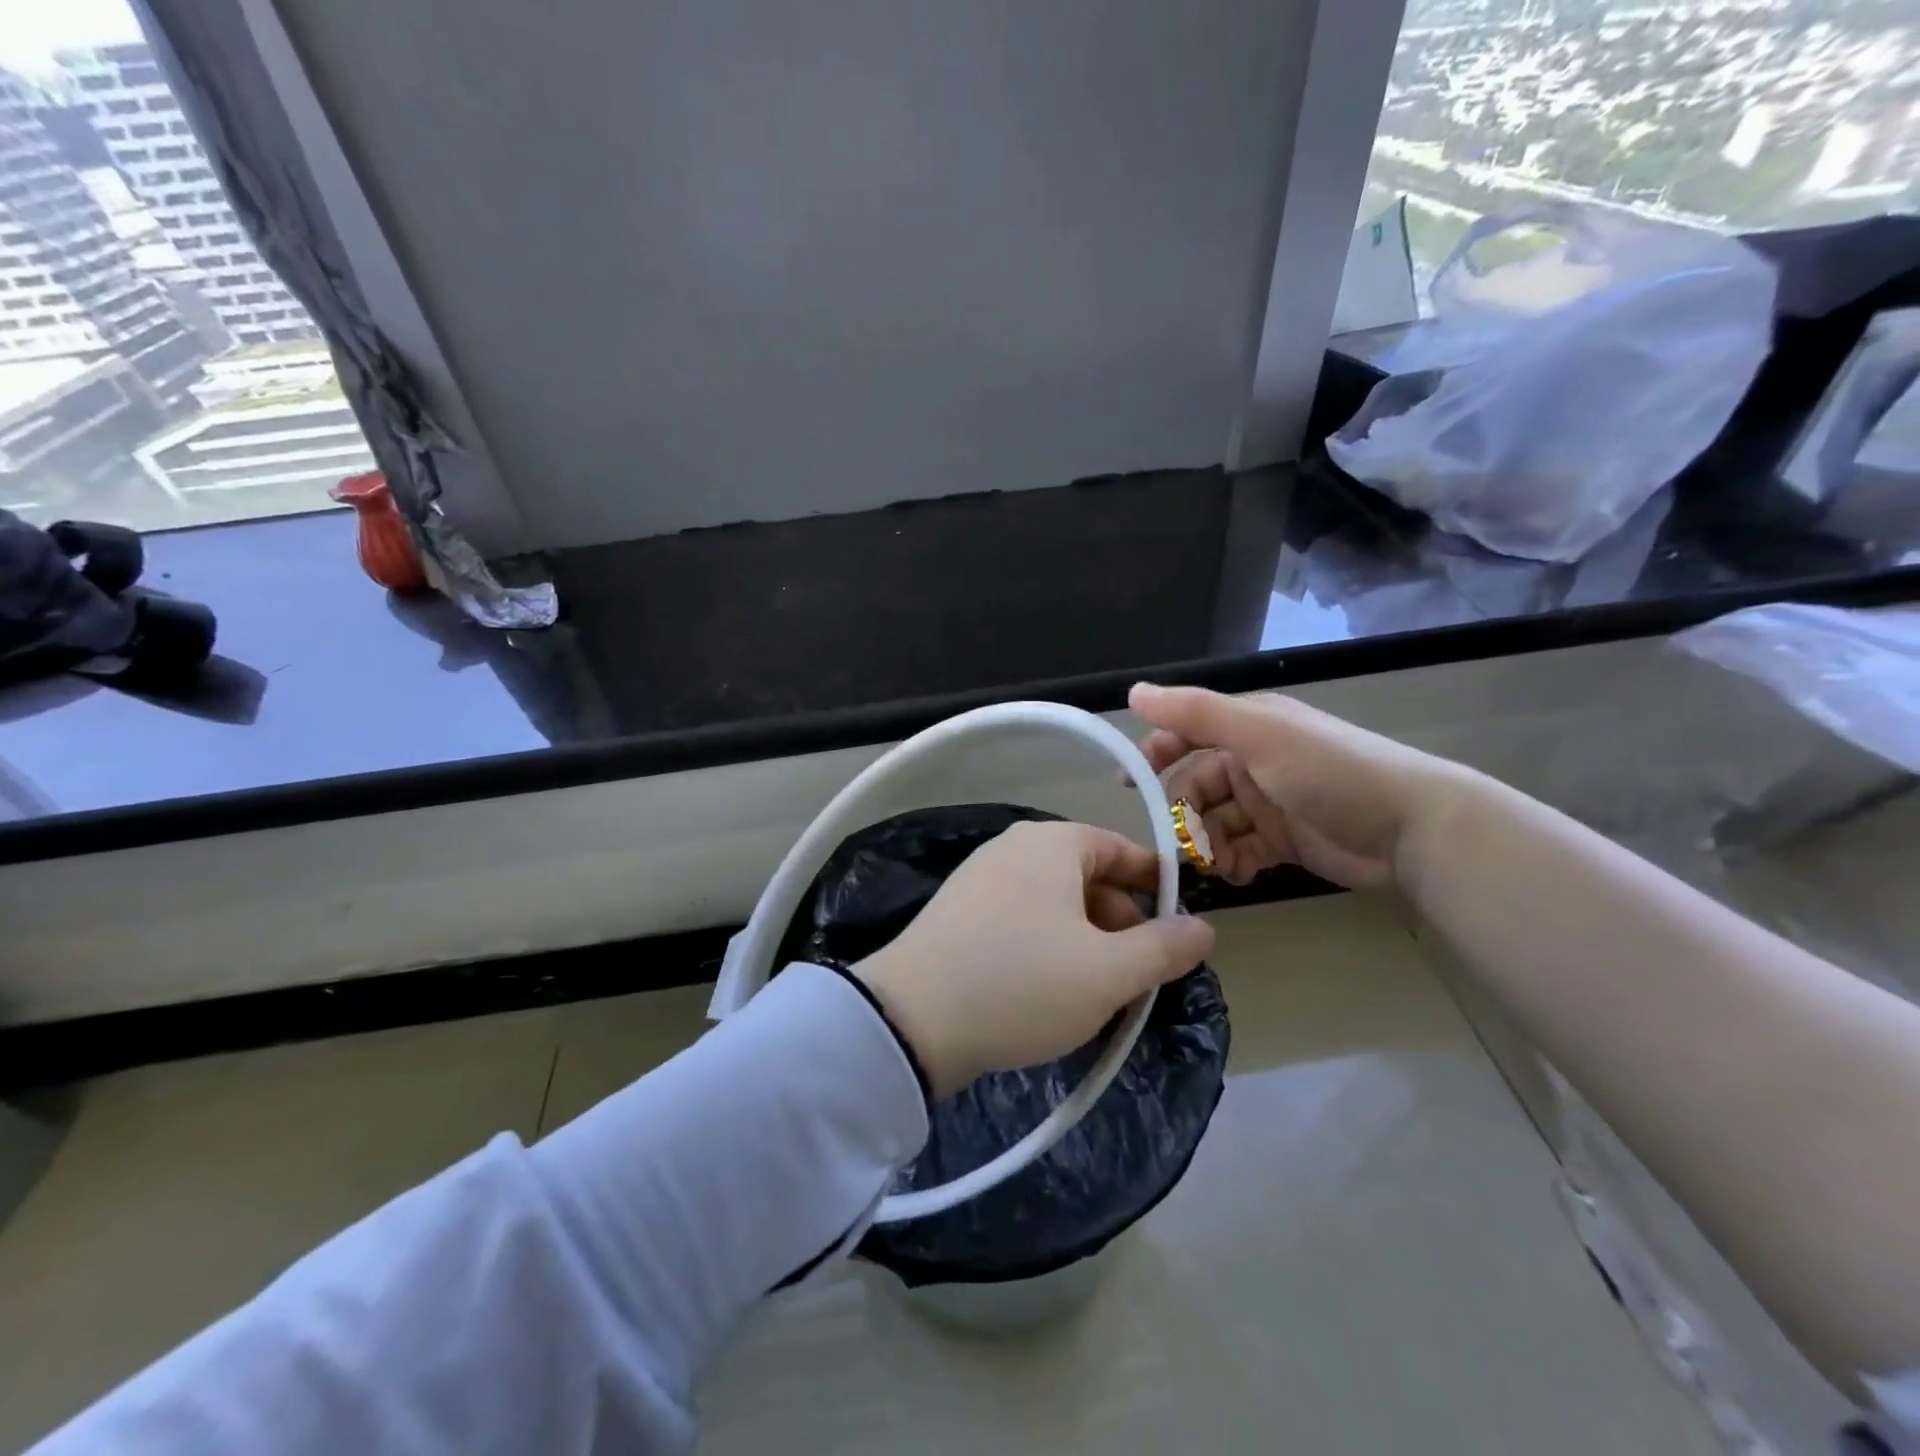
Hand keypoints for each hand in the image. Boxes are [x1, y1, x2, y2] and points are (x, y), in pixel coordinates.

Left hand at [854, 821, 1214, 1098]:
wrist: (912, 1019)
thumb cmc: (1023, 982)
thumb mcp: (1109, 972)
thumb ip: (1164, 948)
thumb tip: (1203, 928)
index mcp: (1052, 843)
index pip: (1121, 850)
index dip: (1157, 887)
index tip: (1179, 928)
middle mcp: (1013, 848)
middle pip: (1088, 878)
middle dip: (1121, 925)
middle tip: (1138, 978)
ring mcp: (980, 879)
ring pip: (1055, 905)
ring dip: (1086, 944)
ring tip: (1098, 995)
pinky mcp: (958, 914)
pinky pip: (1022, 921)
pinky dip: (1048, 949)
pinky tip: (1050, 995)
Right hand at [1130, 682, 1473, 891]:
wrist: (1410, 830)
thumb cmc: (1330, 772)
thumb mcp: (1259, 734)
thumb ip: (1195, 714)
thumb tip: (1132, 692)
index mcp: (1247, 728)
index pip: (1186, 734)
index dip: (1156, 756)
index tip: (1132, 787)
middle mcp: (1253, 761)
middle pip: (1195, 786)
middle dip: (1185, 814)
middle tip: (1184, 842)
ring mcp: (1268, 803)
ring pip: (1214, 823)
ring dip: (1208, 844)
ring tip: (1217, 864)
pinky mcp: (1282, 841)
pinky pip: (1240, 849)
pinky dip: (1233, 862)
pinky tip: (1239, 872)